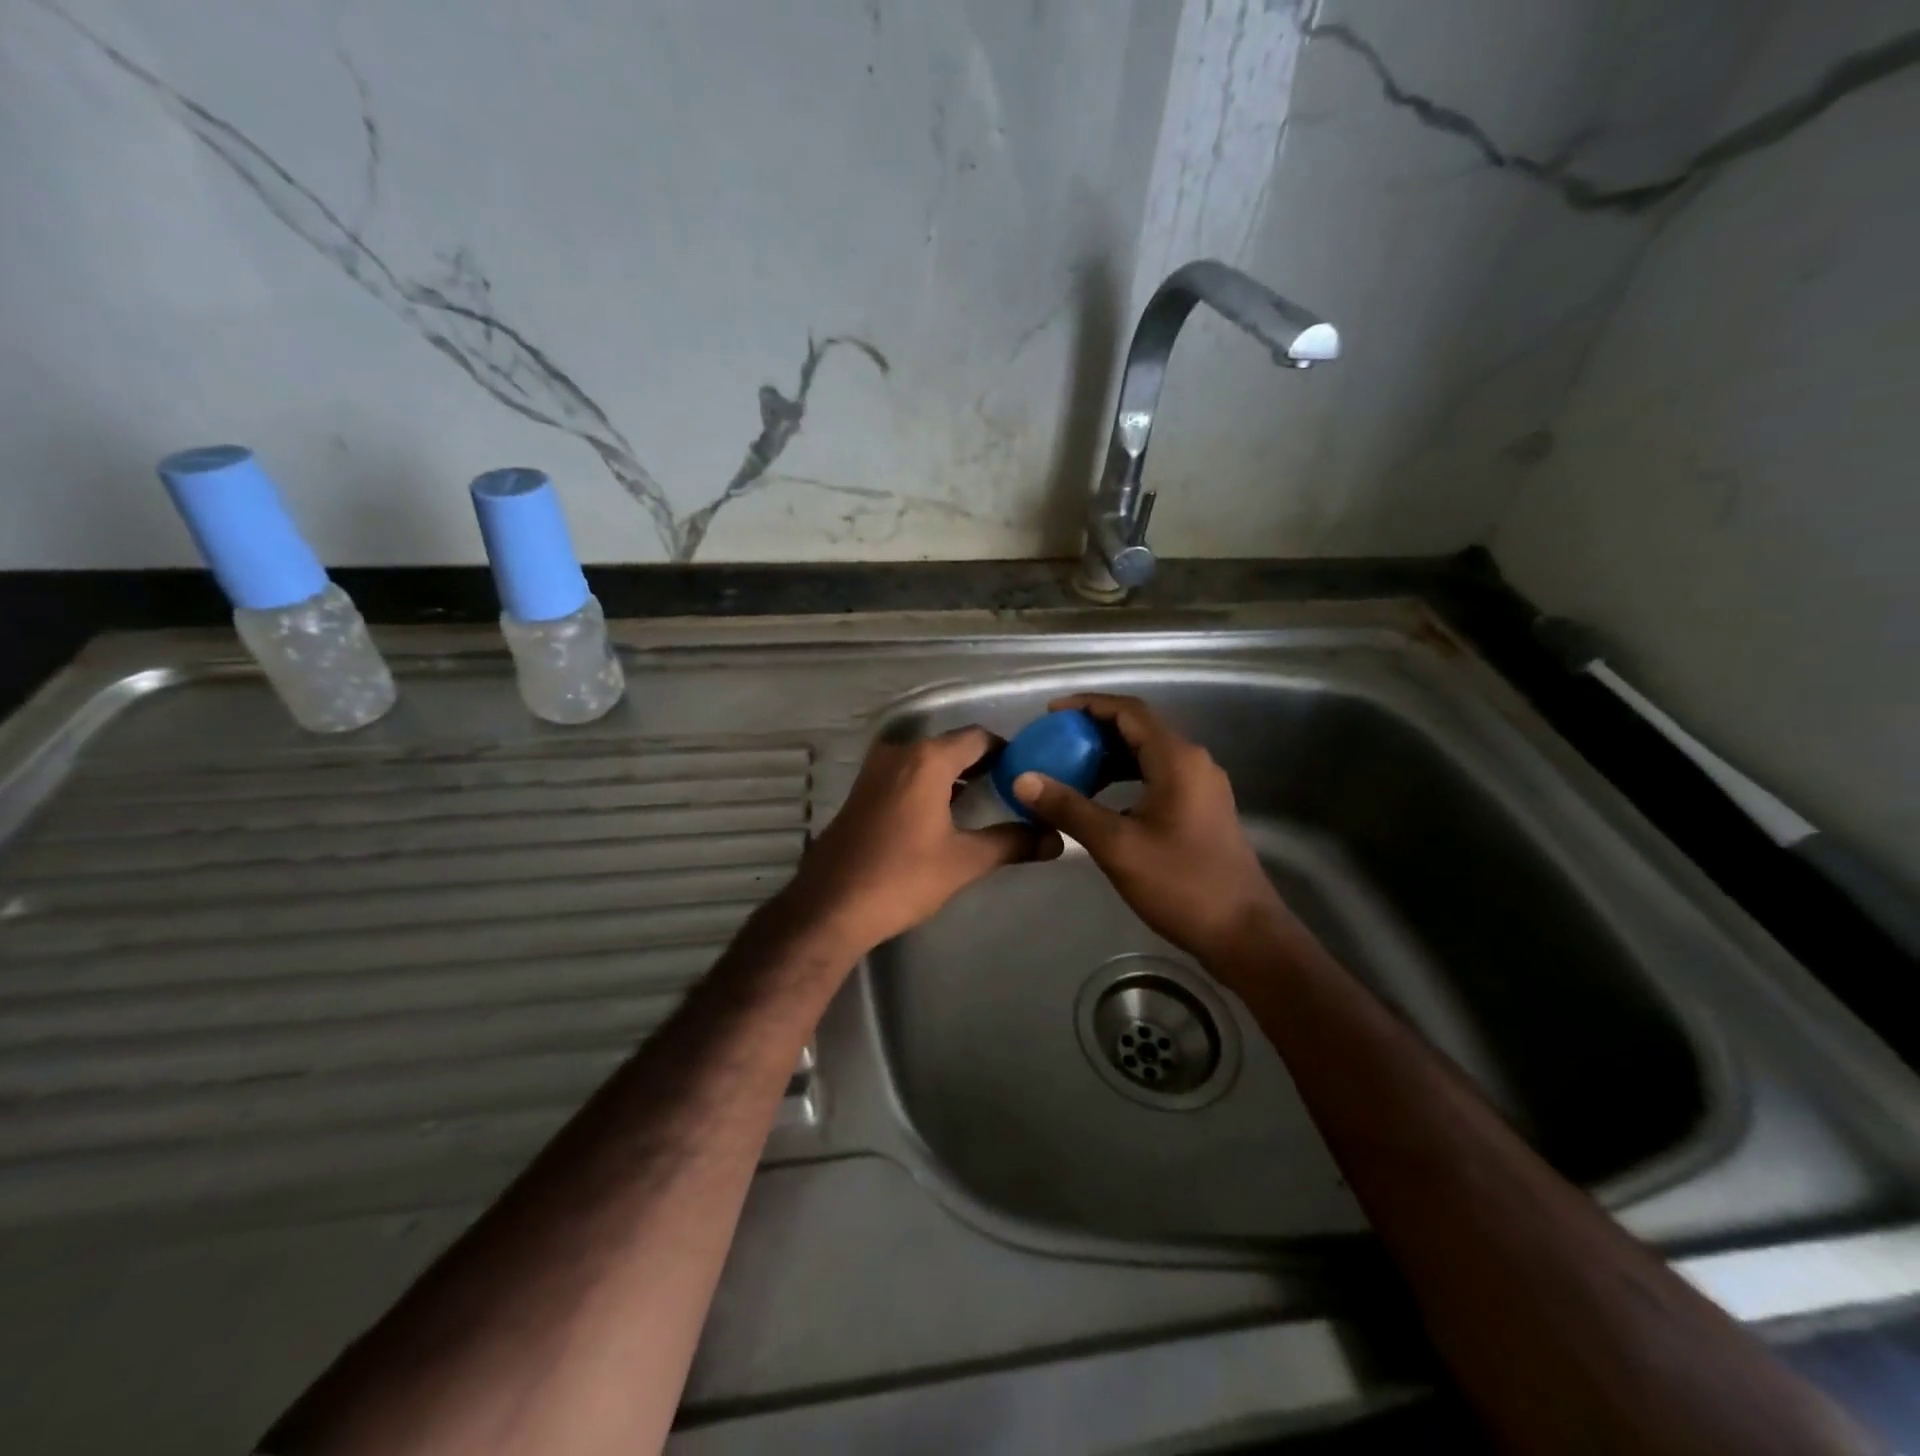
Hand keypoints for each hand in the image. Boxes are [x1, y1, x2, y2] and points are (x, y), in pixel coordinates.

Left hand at [790, 726, 1058, 954]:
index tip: (1029, 772)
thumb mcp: (964, 861)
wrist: (831, 906)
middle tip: (1013, 789)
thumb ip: (1012, 843)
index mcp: (927, 760)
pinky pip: (905, 776)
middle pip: (951, 747)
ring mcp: (875, 771)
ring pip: (926, 762)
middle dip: (983, 764)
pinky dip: (929, 785)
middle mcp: (899, 754)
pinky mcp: (862, 792)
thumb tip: (1056, 840)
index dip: (1007, 751)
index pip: (978, 738)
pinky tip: (944, 815)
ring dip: (955, 776)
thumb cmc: (902, 878)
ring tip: (985, 802)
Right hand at [1011, 694, 1287, 966]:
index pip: (1129, 711)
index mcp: (1177, 759)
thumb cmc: (1181, 884)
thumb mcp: (1117, 845)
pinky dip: (1125, 780)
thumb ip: (1069, 808)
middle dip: (1094, 732)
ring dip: (1109, 758)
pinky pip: (1157, 778)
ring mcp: (1201, 787)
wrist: (1244, 933)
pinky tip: (1100, 802)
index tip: (1050, 714)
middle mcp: (1193, 762)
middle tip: (1053, 743)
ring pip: (1147, 756)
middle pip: (1138, 729)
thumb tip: (1023, 779)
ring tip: (1069, 770)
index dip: (1088, 705)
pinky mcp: (1201, 810)